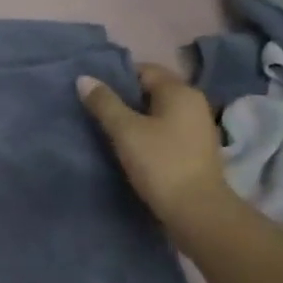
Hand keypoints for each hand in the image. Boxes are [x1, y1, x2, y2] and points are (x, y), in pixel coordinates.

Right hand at [78, 63, 233, 228]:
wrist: (197, 211)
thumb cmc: (160, 163)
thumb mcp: (125, 131)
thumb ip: (104, 103)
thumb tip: (84, 78)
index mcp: (180, 91)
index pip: (144, 70)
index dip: (117, 77)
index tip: (94, 92)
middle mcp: (194, 103)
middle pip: (153, 90)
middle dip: (125, 98)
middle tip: (97, 110)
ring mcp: (198, 127)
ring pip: (160, 112)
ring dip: (137, 118)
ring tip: (110, 130)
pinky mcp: (197, 150)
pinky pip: (167, 131)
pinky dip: (149, 134)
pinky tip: (132, 148)